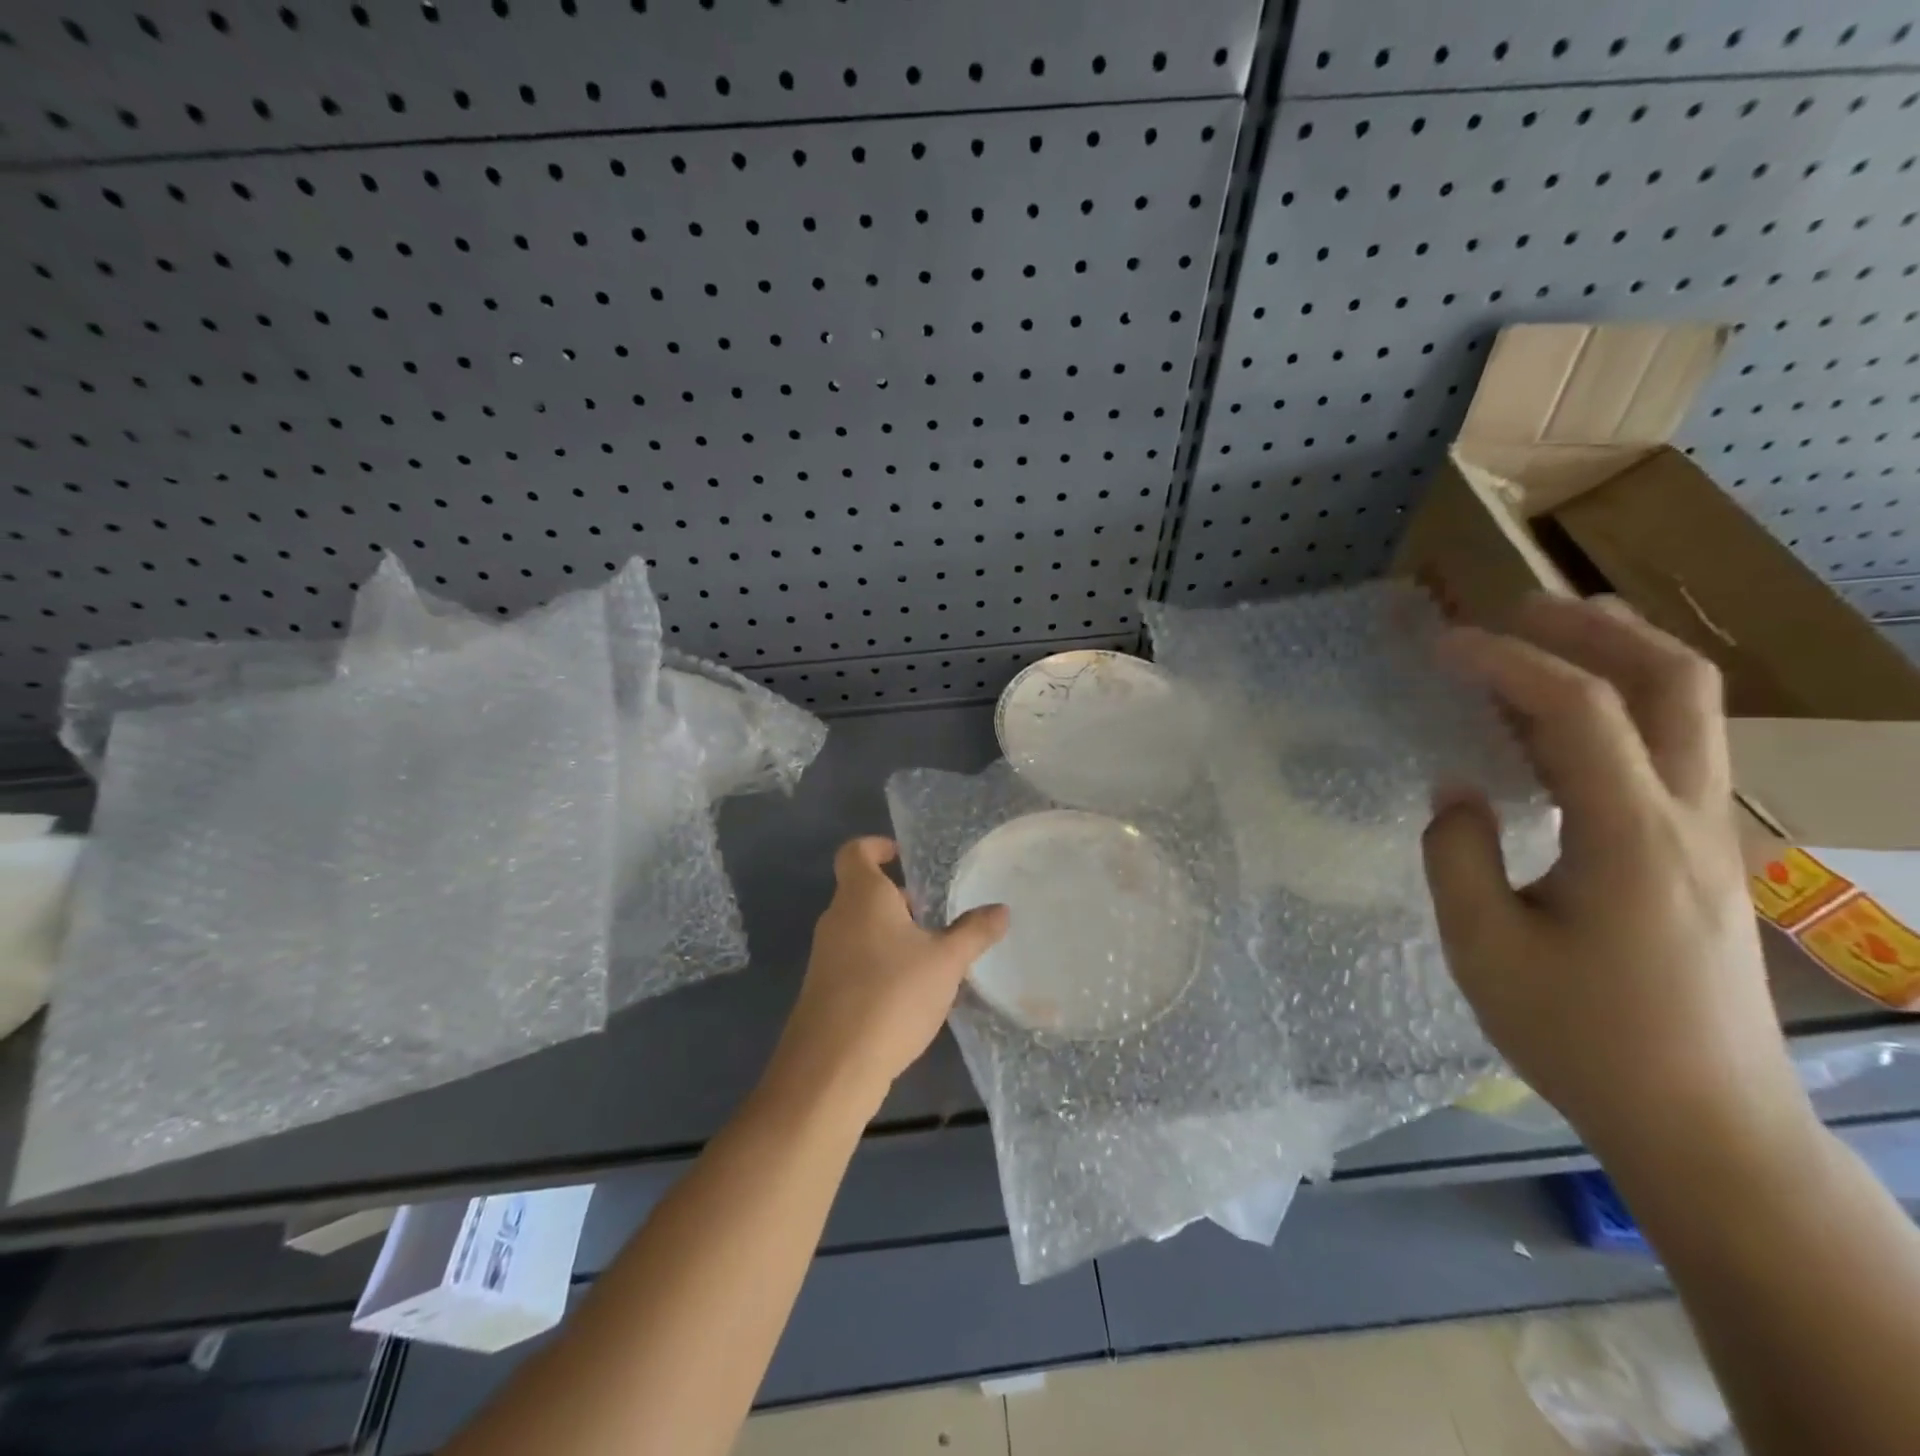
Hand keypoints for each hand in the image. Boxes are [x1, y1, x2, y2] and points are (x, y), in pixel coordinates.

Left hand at [767, 837, 1008, 1116]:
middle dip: (898, 900)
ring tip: (930, 957)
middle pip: (863, 892)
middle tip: (933, 915)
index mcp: (861, 896)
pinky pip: (855, 961)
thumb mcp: (945, 962)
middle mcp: (837, 918)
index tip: (903, 856)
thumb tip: (1001, 910)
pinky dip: (880, 964)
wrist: (832, 1066)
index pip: (855, 852)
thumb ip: (973, 933)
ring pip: (861, 929)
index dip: (877, 847)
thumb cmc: (892, 994)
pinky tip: (910, 994)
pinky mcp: (824, 990)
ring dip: (892, 935)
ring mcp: (825, 956)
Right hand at [1422, 594, 1807, 1155]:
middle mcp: (1689, 819)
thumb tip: (1457, 791)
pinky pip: (1666, 752)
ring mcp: (1708, 836)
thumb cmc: (1582, 1038)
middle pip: (1674, 682)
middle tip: (1516, 607)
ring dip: (1615, 658)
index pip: (1578, 710)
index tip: (1441, 646)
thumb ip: (1458, 854)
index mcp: (1630, 837)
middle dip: (1595, 627)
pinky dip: (1612, 712)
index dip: (1506, 662)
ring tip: (1537, 641)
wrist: (1705, 1124)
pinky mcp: (1701, 857)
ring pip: (1686, 711)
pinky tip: (1553, 730)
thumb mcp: (1484, 948)